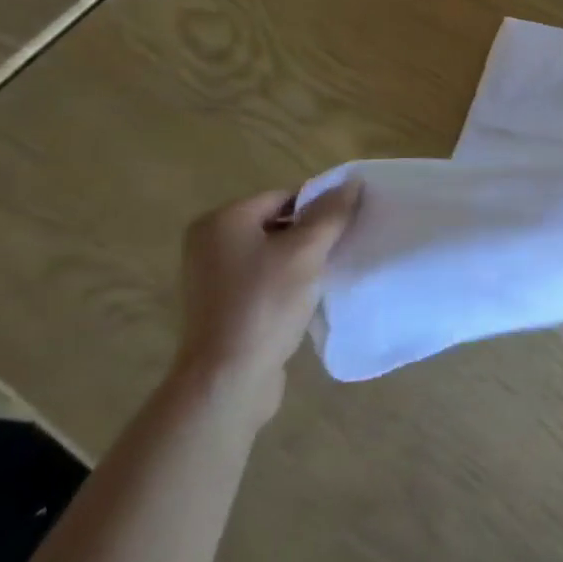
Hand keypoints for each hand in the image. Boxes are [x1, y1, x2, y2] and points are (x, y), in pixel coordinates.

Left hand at [173, 182, 360, 410]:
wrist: (227, 379)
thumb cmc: (265, 305)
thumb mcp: (306, 253)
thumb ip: (330, 215)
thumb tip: (352, 182)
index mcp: (223, 220)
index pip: (284, 197)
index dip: (319, 208)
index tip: (346, 227)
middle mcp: (210, 242)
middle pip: (276, 222)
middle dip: (310, 234)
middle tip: (341, 249)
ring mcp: (211, 275)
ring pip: (271, 252)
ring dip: (300, 260)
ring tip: (327, 273)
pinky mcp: (220, 304)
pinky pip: (261, 278)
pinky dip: (284, 281)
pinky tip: (306, 296)